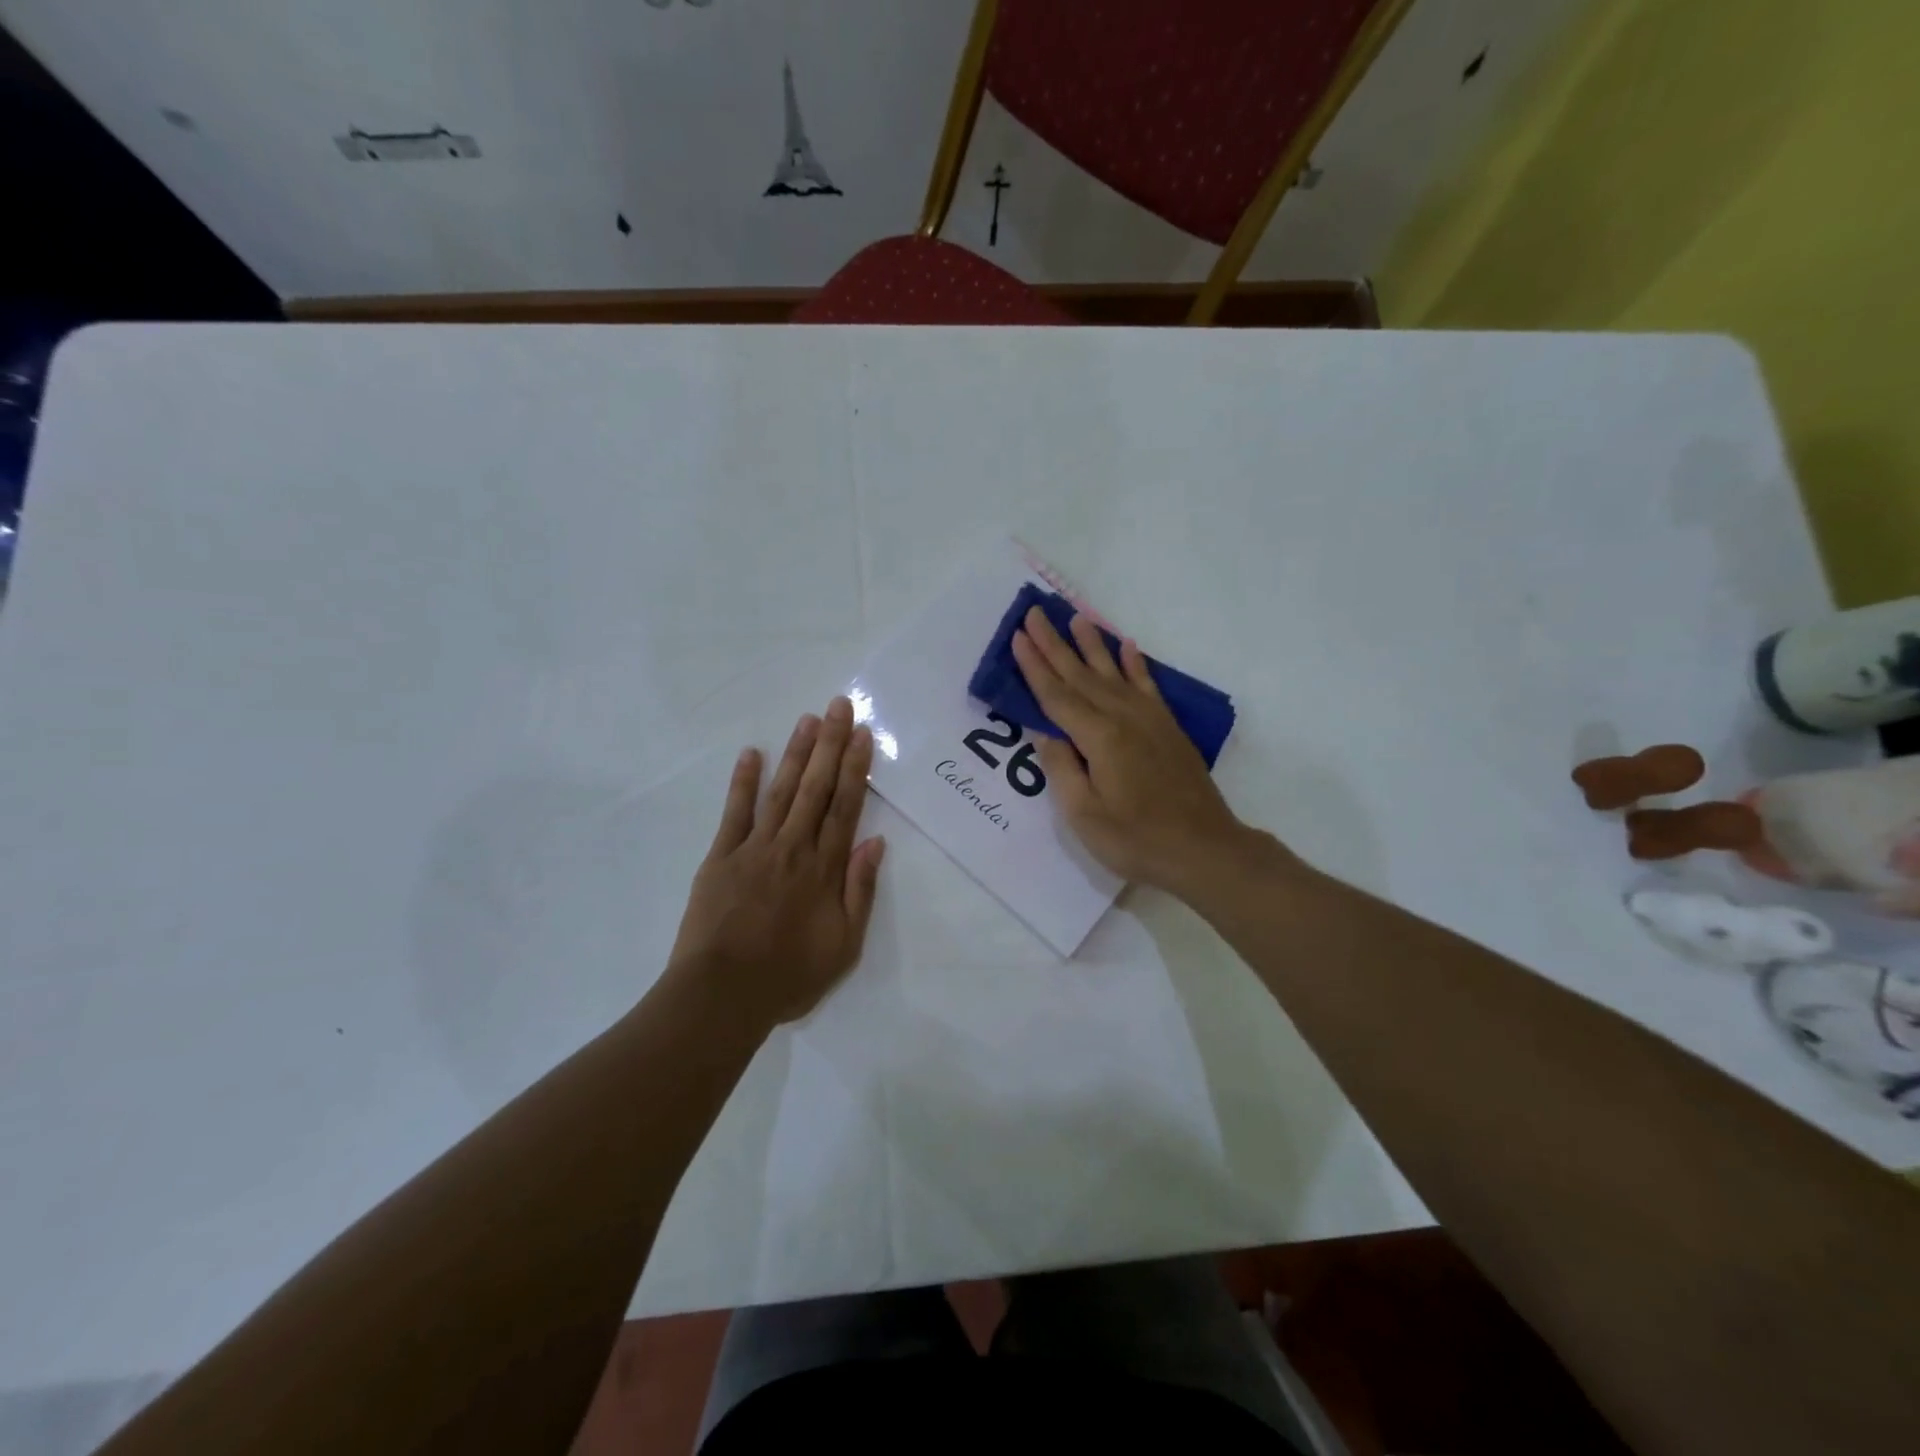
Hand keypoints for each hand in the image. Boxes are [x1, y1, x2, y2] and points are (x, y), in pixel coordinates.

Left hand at [668, 696, 885, 1026]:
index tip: (862, 734)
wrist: (722, 996)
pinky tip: (751, 754)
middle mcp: (793, 848)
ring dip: (795, 754)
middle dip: (829, 744)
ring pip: (781, 791)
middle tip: (838, 706)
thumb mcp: (844, 946)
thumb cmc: (789, 976)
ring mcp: (754, 848)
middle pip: (816, 788)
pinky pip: (734, 812)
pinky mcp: (721, 857)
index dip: (855, 768)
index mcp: (824, 869)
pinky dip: (743, 782)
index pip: (845, 807)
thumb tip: (875, 843)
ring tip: (808, 719)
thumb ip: (859, 892)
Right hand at [1011, 606, 1271, 896]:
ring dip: (1093, 645)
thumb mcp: (1084, 815)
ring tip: (1077, 618)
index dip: (1035, 667)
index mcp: (1099, 738)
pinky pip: (1147, 686)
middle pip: (1081, 675)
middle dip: (1055, 644)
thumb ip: (1061, 769)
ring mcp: (1150, 720)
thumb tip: (1043, 733)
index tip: (1018, 637)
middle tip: (1035, 613)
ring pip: (1113, 673)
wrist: (1205, 849)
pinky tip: (1128, 647)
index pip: (1057, 696)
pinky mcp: (1168, 728)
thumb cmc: (1137, 840)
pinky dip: (1135, 664)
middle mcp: (1124, 718)